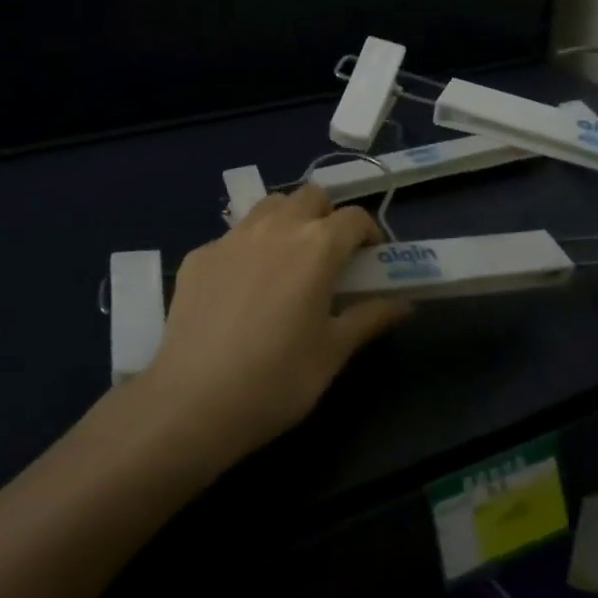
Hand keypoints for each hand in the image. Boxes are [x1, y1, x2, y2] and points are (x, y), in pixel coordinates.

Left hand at [138, 186, 412, 462]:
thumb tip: (403, 304)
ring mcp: (232, 237)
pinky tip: (241, 289)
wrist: (193, 401)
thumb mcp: (333, 352)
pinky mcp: (199, 254)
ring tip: (286, 262)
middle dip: (327, 216)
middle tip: (329, 256)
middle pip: (310, 196)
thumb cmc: (277, 380)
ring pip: (269, 206)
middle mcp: (275, 227)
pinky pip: (233, 236)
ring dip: (287, 220)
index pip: (355, 217)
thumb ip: (369, 317)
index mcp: (317, 246)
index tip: (370, 260)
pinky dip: (248, 248)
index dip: (369, 234)